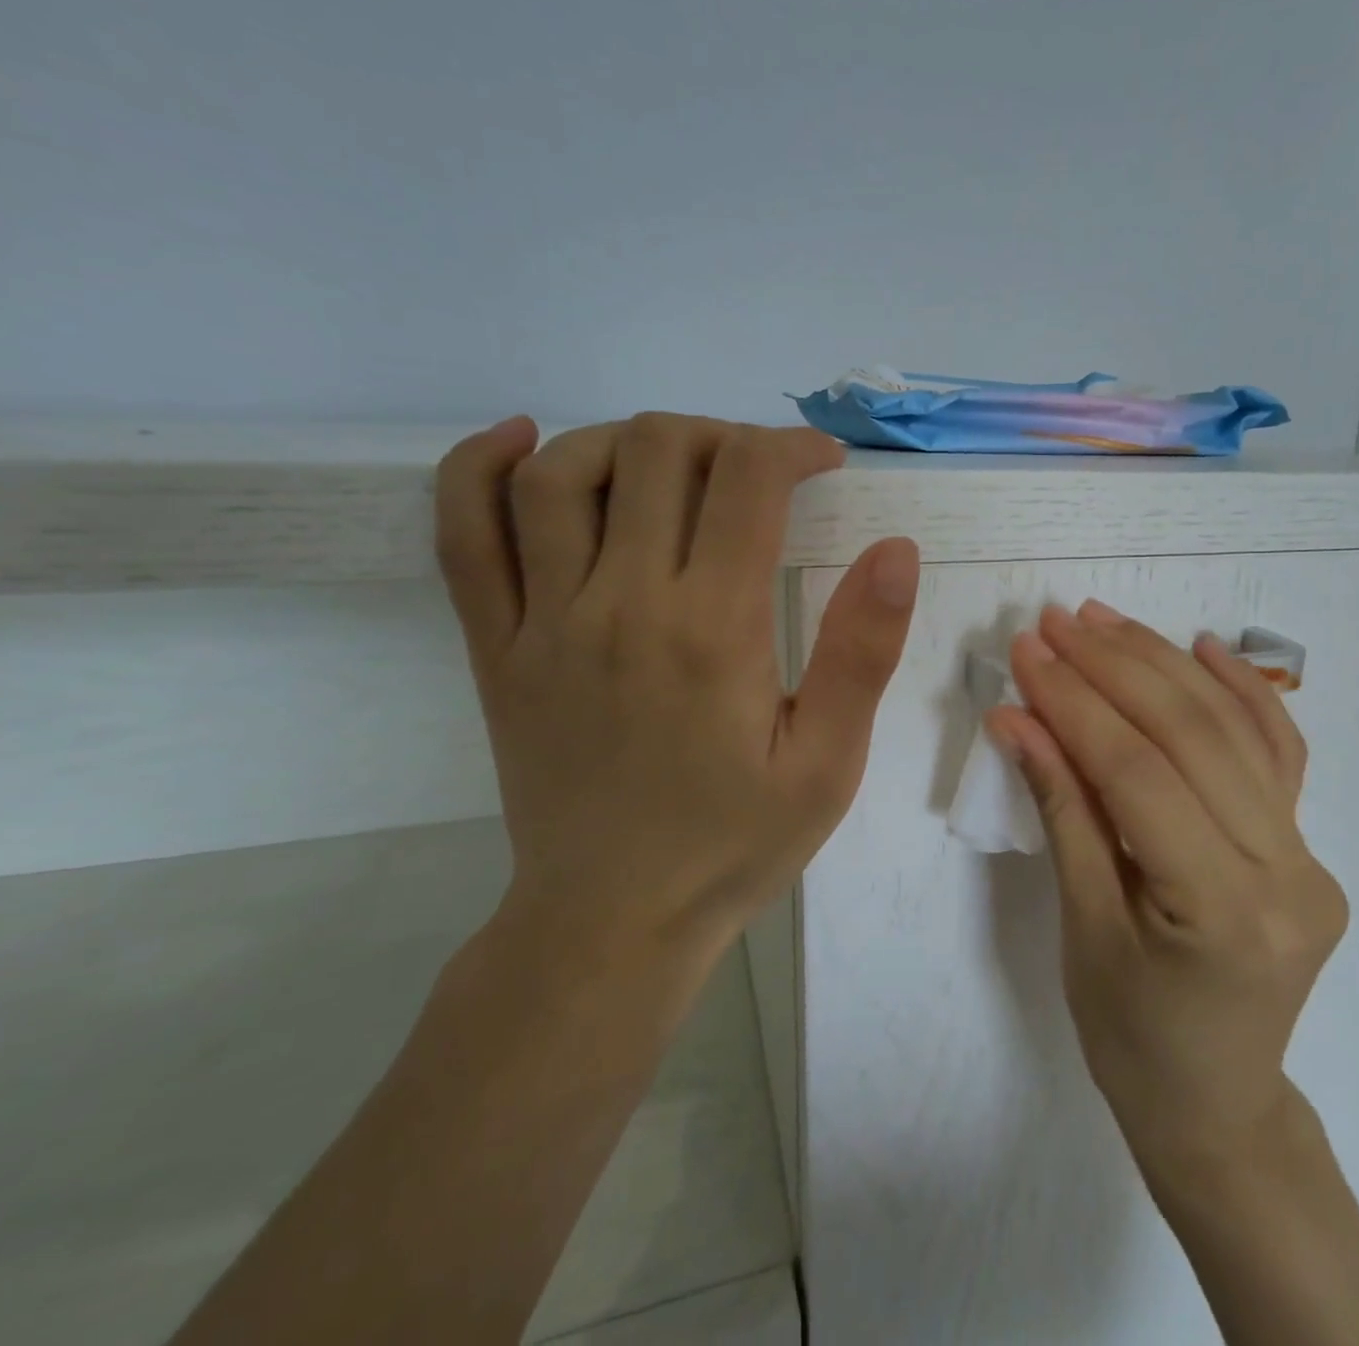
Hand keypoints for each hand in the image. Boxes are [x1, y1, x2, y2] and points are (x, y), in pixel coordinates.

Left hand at [435, 414, 918, 983]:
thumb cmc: (734, 845)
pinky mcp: (494, 647)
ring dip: (626, 439)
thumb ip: (863, 651)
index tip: (823, 463)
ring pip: (561, 472)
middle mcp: (620, 604)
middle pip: (656, 451)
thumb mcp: (828, 763)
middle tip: (758, 472)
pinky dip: (480, 467)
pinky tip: (524, 441)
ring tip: (673, 463)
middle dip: (721, 437)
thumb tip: (895, 551)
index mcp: (712, 630)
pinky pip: (464, 534)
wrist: (612, 922)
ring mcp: (543, 622)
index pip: (747, 480)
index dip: (792, 447)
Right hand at [985, 599, 1347, 1192]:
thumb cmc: (1131, 1036)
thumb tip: (1017, 719)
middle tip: (1056, 621)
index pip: (1138, 775)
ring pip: (1235, 730)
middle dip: (1115, 668)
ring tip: (1105, 620)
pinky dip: (1241, 690)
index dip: (1075, 704)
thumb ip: (1061, 809)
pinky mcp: (1308, 845)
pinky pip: (1278, 751)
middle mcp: (1286, 874)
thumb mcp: (1081, 926)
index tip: (1027, 652)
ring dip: (1164, 663)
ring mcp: (1309, 856)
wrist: (1216, 1103)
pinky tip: (1203, 645)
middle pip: (1192, 737)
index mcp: (1222, 912)